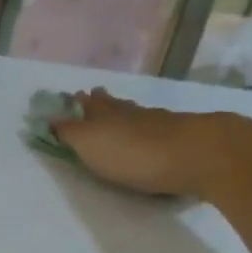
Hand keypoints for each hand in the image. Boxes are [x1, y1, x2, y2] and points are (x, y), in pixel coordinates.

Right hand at [51, 88, 251, 198]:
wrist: (203, 156)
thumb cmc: (138, 154)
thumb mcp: (92, 145)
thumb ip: (71, 133)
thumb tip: (48, 116)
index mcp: (110, 115)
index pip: (90, 105)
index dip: (80, 103)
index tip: (74, 96)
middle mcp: (137, 115)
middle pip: (117, 106)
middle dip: (105, 104)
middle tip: (97, 97)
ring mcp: (166, 125)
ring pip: (142, 117)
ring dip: (131, 116)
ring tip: (126, 117)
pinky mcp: (191, 141)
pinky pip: (166, 132)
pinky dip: (157, 131)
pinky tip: (160, 134)